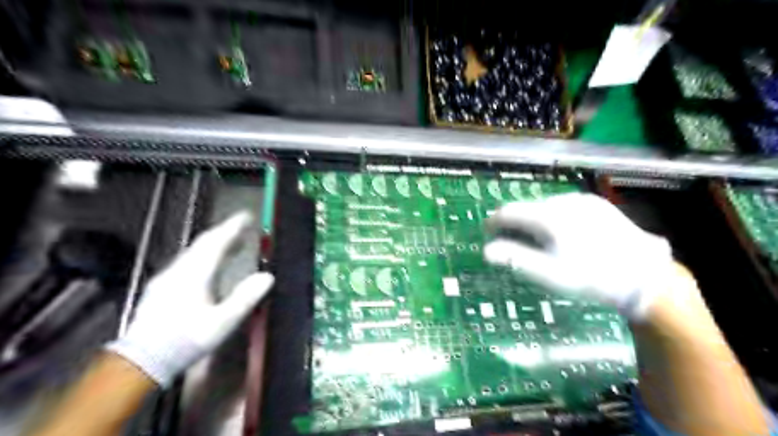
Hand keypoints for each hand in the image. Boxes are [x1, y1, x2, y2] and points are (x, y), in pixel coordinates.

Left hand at [104, 213, 270, 386]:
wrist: (141, 361)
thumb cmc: (186, 340)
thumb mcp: (222, 322)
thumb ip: (246, 297)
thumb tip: (268, 276)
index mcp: (195, 274)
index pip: (216, 242)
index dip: (233, 227)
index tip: (247, 215)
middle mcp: (180, 270)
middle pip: (204, 243)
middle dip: (225, 232)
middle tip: (243, 226)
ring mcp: (168, 278)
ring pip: (195, 252)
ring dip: (216, 244)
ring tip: (235, 243)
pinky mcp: (163, 287)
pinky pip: (189, 262)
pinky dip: (205, 256)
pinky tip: (213, 265)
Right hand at [484, 195, 681, 320]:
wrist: (644, 277)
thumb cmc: (590, 278)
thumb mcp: (549, 274)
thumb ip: (515, 259)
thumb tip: (487, 250)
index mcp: (548, 216)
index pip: (509, 212)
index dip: (494, 222)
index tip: (489, 233)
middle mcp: (563, 202)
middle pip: (527, 208)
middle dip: (515, 223)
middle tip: (513, 242)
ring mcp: (582, 201)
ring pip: (545, 206)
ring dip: (534, 220)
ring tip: (538, 240)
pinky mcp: (597, 204)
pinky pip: (564, 207)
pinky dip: (554, 217)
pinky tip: (562, 234)